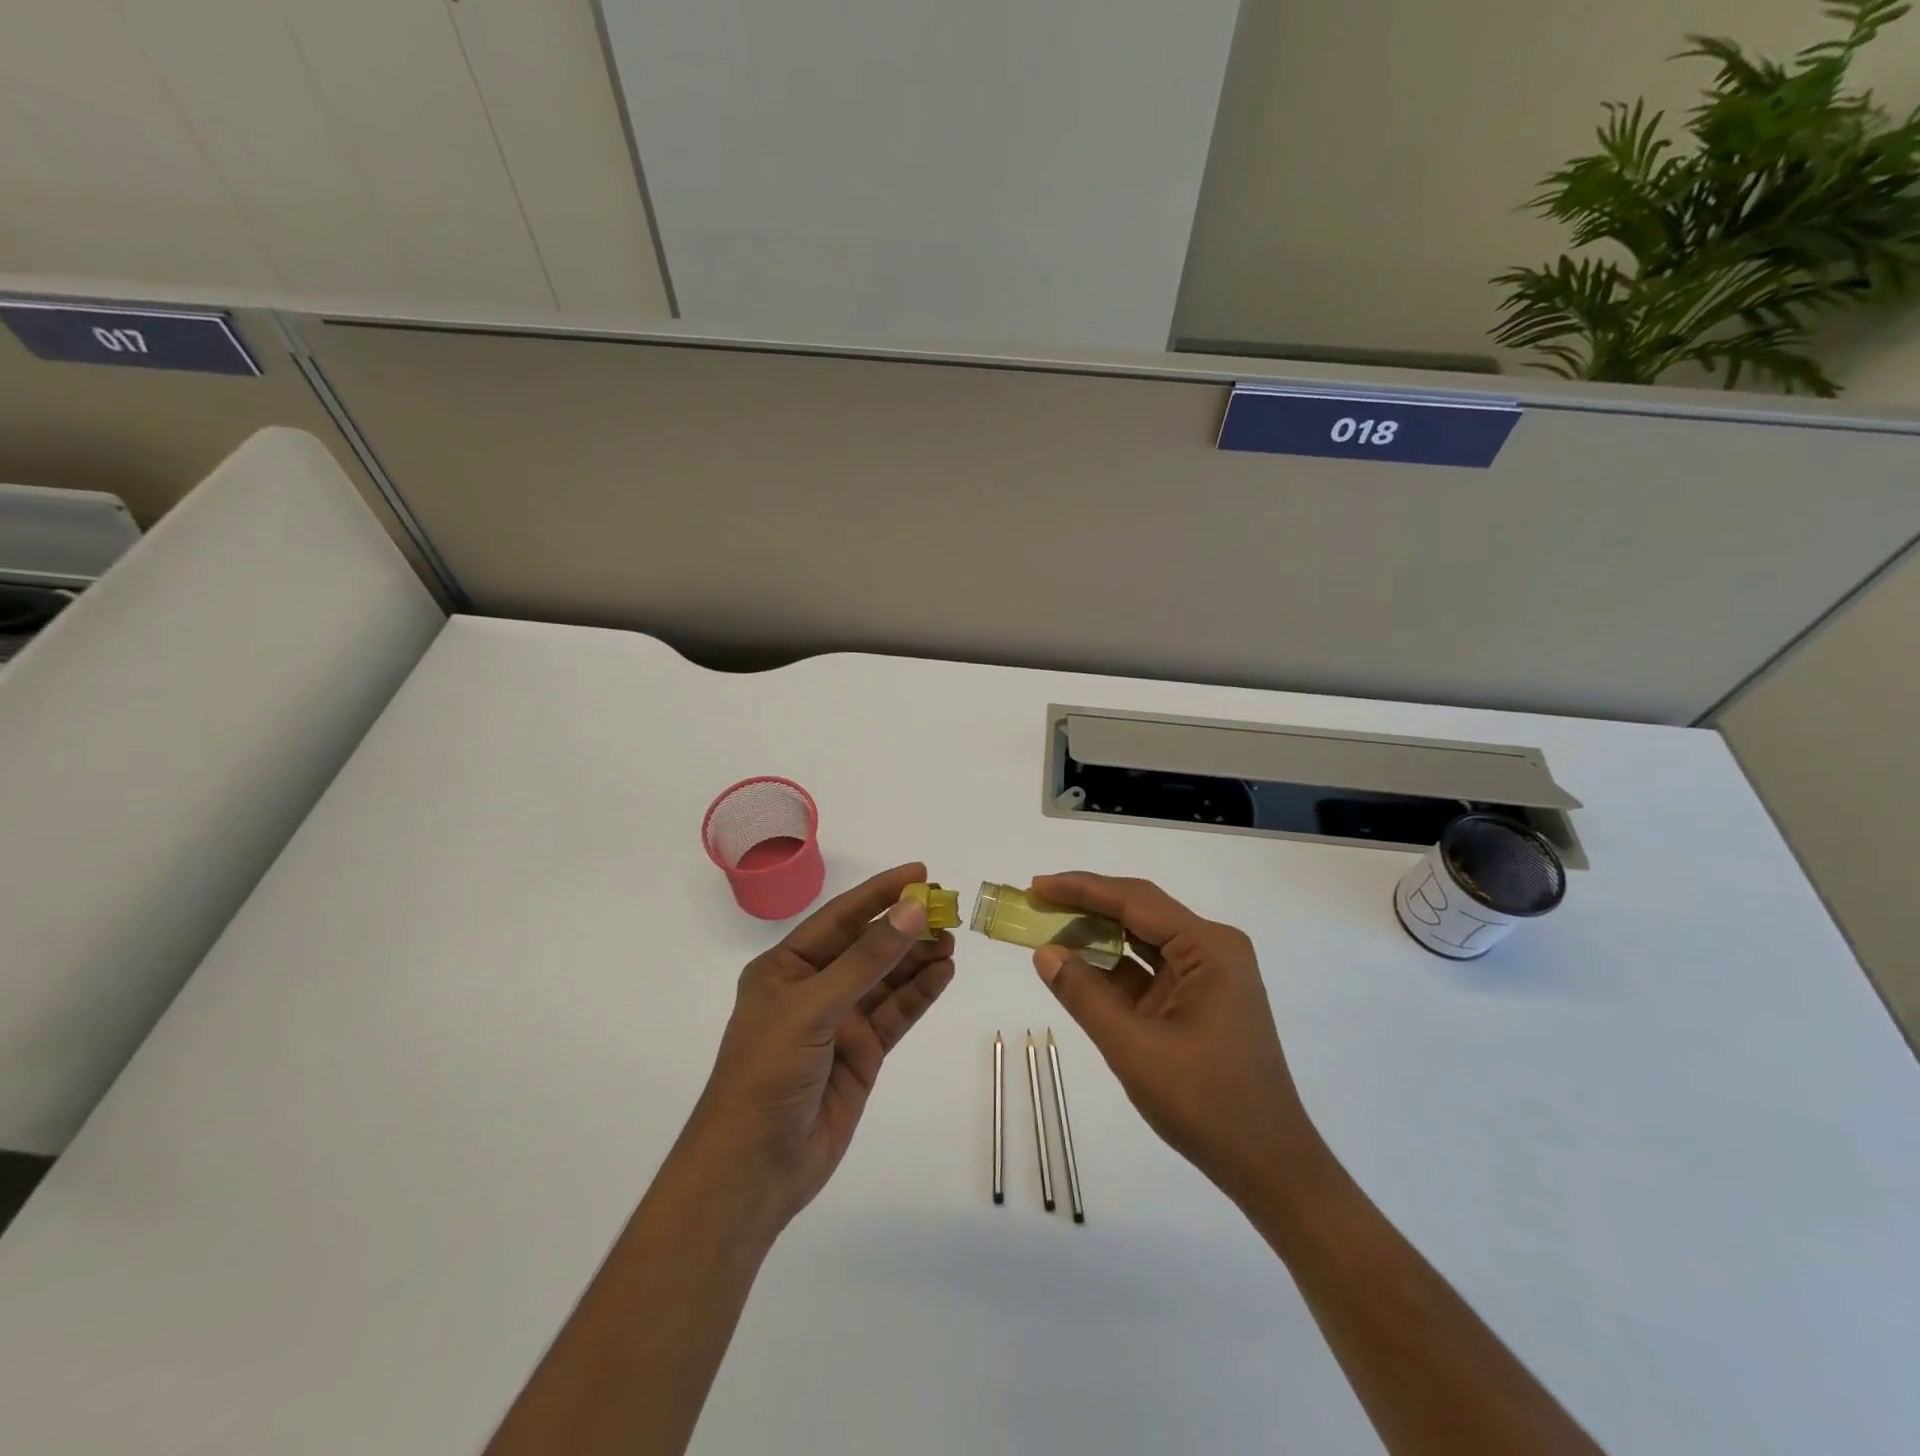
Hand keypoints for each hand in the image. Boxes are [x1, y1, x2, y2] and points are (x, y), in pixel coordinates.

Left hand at [672, 862, 954, 1235]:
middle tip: (948, 910)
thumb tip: (911, 910)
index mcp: (786, 967)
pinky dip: (920, 993)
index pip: (840, 917)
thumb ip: (866, 960)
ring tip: (952, 940)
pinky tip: (944, 973)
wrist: (754, 1168)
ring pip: (886, 979)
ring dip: (917, 958)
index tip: (919, 873)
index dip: (879, 893)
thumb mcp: (813, 1008)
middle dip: (905, 928)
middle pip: (868, 947)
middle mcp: (814, 988)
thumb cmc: (767, 1074)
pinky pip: (896, 1014)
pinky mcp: (861, 1053)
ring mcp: (839, 1022)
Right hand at [1029, 872, 1319, 1202]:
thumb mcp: (1135, 1049)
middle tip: (1036, 902)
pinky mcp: (1198, 999)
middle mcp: (1212, 949)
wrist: (1268, 1166)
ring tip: (1048, 927)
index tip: (1037, 886)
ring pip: (1142, 939)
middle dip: (1087, 906)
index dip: (1082, 888)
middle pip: (1140, 912)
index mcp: (1209, 948)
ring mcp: (1207, 975)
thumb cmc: (1208, 1104)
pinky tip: (1077, 966)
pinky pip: (1148, 970)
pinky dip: (1112, 968)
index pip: (1136, 900)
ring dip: (1097, 935)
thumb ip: (1085, 996)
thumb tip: (1044, 952)